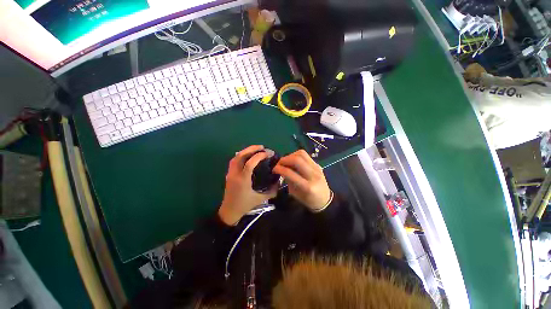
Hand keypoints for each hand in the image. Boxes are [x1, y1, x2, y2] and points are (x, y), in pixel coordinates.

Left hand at [218, 145, 277, 224]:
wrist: (229, 212)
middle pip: (240, 155)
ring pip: (236, 156)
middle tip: (262, 147)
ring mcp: (230, 173)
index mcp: (243, 179)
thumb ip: (272, 191)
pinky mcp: (229, 174)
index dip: (260, 155)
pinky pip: (234, 161)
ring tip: (256, 149)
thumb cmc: (244, 205)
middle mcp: (235, 174)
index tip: (269, 153)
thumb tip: (280, 183)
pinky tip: (248, 156)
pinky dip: (241, 155)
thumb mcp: (260, 199)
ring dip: (246, 150)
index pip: (250, 162)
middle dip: (252, 149)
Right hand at [272, 150, 330, 210]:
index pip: (291, 173)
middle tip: (278, 163)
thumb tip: (281, 169)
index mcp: (307, 186)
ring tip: (286, 161)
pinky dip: (296, 156)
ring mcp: (317, 168)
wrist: (325, 200)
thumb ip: (288, 180)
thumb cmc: (308, 200)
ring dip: (290, 155)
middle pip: (297, 159)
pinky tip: (293, 161)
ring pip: (302, 154)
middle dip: (284, 159)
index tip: (274, 169)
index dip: (280, 169)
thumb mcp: (295, 194)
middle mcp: (313, 175)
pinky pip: (305, 155)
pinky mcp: (318, 164)